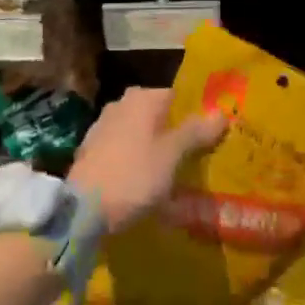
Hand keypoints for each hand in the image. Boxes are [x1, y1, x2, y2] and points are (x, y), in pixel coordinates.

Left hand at [68, 85, 225, 233]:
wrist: (83, 208)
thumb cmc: (134, 175)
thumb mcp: (172, 155)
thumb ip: (196, 132)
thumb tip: (221, 113)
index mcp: (142, 98)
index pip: (177, 96)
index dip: (196, 114)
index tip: (212, 135)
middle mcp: (121, 104)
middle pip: (158, 115)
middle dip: (176, 132)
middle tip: (198, 156)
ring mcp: (103, 126)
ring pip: (140, 133)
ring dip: (156, 148)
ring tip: (175, 173)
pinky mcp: (92, 150)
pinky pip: (125, 150)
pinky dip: (137, 160)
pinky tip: (147, 182)